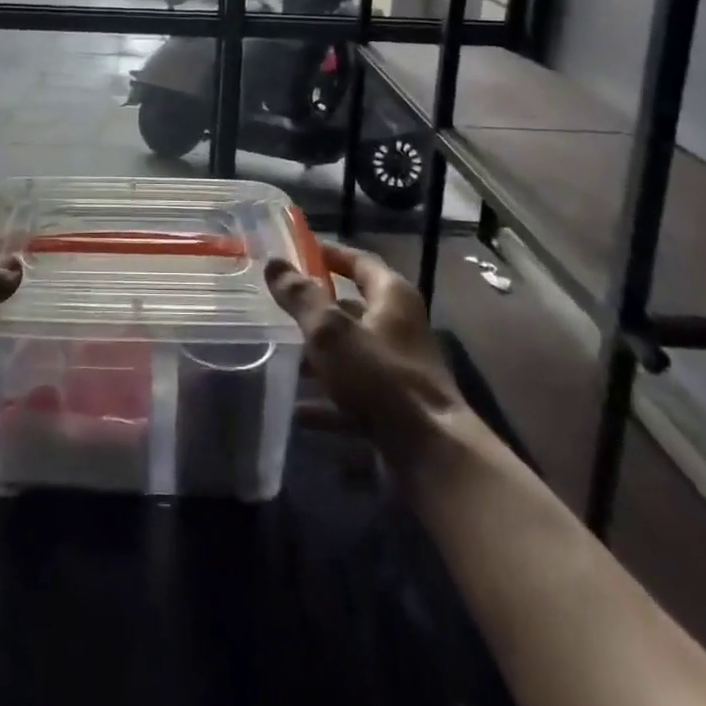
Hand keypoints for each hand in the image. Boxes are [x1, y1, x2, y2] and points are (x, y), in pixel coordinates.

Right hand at [265, 241, 466, 479]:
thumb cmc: (380, 377)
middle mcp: (400, 328)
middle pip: (353, 308)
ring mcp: (398, 371)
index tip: (298, 250)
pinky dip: (328, 400)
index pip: (359, 261)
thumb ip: (300, 297)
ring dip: (319, 356)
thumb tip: (274, 263)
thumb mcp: (330, 330)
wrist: (431, 456)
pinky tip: (299, 410)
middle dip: (317, 308)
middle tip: (279, 304)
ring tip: (280, 355)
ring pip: (350, 353)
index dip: (330, 253)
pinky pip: (353, 395)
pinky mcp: (395, 409)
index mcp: (392, 297)